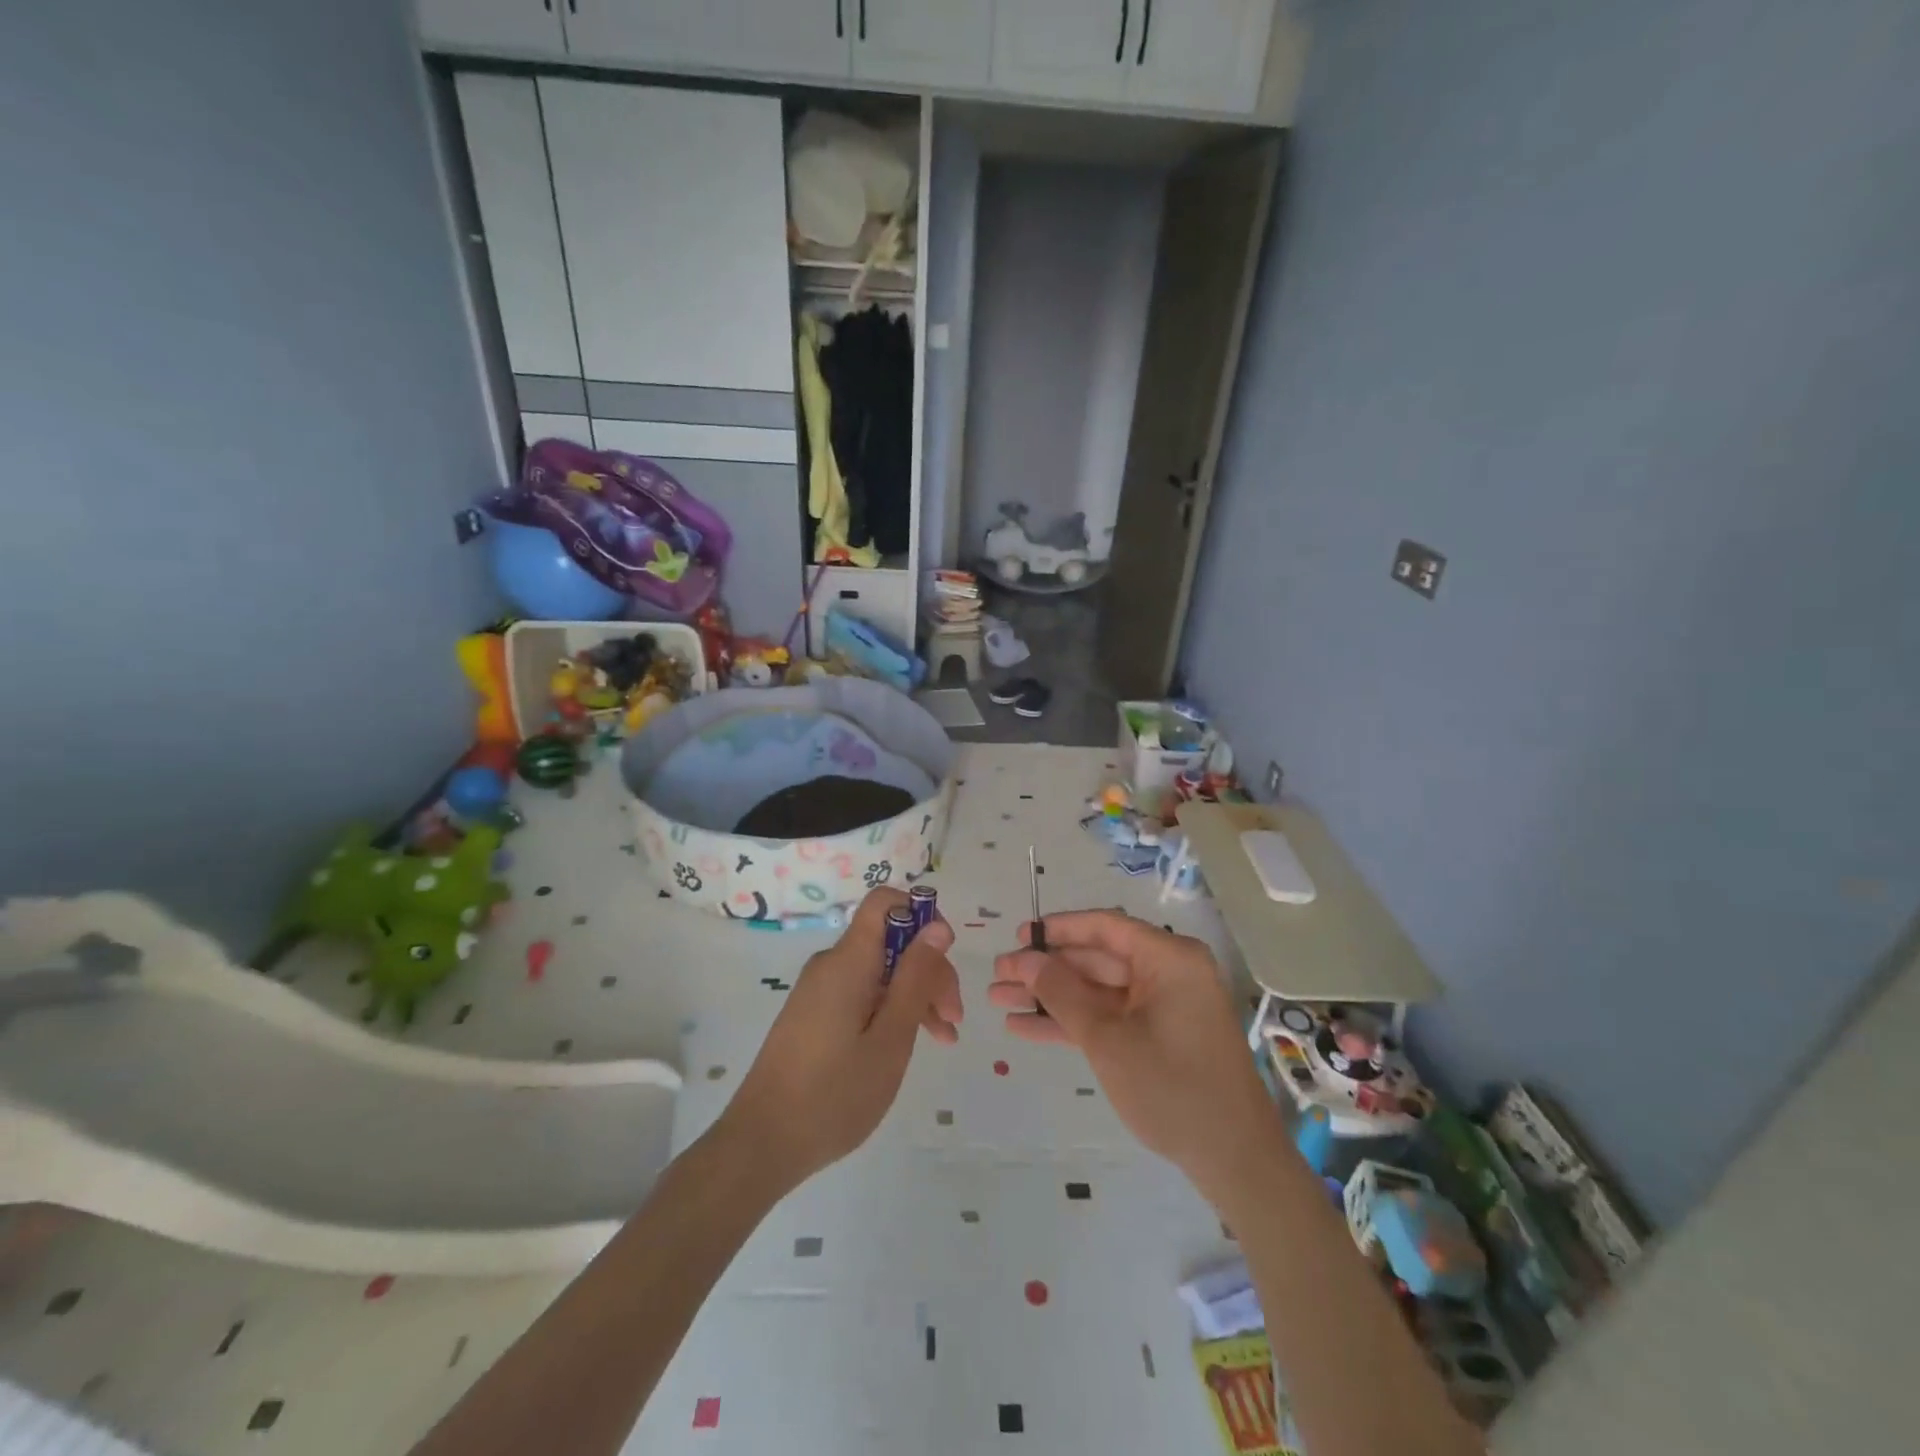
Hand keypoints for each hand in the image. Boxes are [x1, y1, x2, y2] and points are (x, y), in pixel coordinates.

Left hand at [720, 888, 962, 1193]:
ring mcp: (821, 990)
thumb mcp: (891, 1039)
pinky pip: (862, 993)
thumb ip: (916, 978)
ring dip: (915, 994)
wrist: (762, 1145)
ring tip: (944, 1038)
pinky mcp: (815, 1014)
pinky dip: (891, 1010)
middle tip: (954, 1018)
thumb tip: (937, 927)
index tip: (945, 956)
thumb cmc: (834, 1095)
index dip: (922, 916)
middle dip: (928, 969)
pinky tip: (910, 1043)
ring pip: (880, 971)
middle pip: (890, 941)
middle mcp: (832, 965)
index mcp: (848, 961)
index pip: (886, 902)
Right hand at [989, 910, 1278, 1202]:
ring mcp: (1162, 1007)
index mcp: (1168, 958)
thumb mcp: (1108, 1039)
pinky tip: (1025, 1027)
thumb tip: (1024, 958)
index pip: (1105, 927)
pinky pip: (1108, 1018)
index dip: (1058, 929)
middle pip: (1096, 959)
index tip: (1019, 935)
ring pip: (1096, 991)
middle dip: (1045, 970)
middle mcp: (1167, 973)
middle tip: (996, 976)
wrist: (1234, 1161)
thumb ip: (1061, 993)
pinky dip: (1071, 1023)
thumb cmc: (1172, 1088)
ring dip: (1050, 998)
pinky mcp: (1157, 1036)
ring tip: (998, 1001)